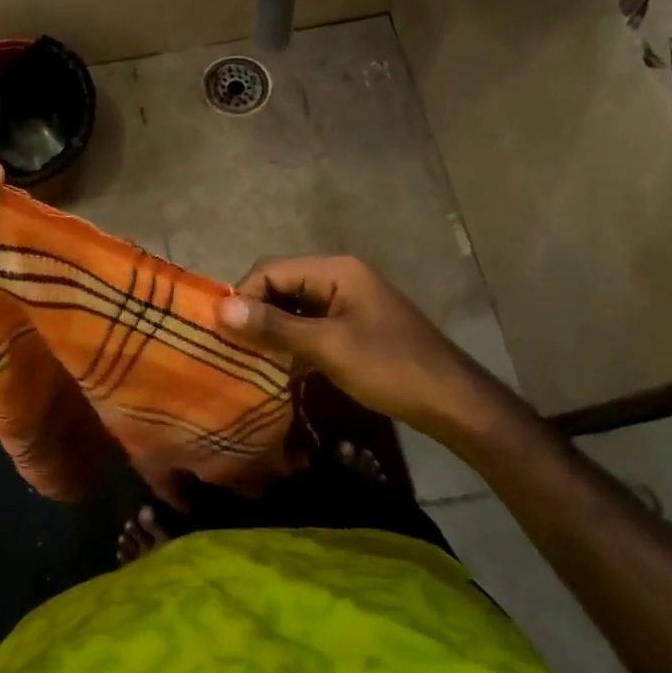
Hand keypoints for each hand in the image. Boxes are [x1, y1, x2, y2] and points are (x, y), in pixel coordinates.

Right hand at [217, 255, 522, 443]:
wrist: (451, 402)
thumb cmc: (390, 368)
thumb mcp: (327, 347)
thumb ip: (274, 327)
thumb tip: (220, 308)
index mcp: (336, 270)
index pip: (271, 270)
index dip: (243, 297)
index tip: (223, 334)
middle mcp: (339, 277)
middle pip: (281, 285)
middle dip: (255, 313)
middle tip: (232, 348)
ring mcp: (347, 303)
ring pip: (293, 308)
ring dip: (271, 330)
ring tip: (248, 359)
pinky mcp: (352, 327)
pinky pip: (309, 326)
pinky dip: (290, 342)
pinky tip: (277, 367)